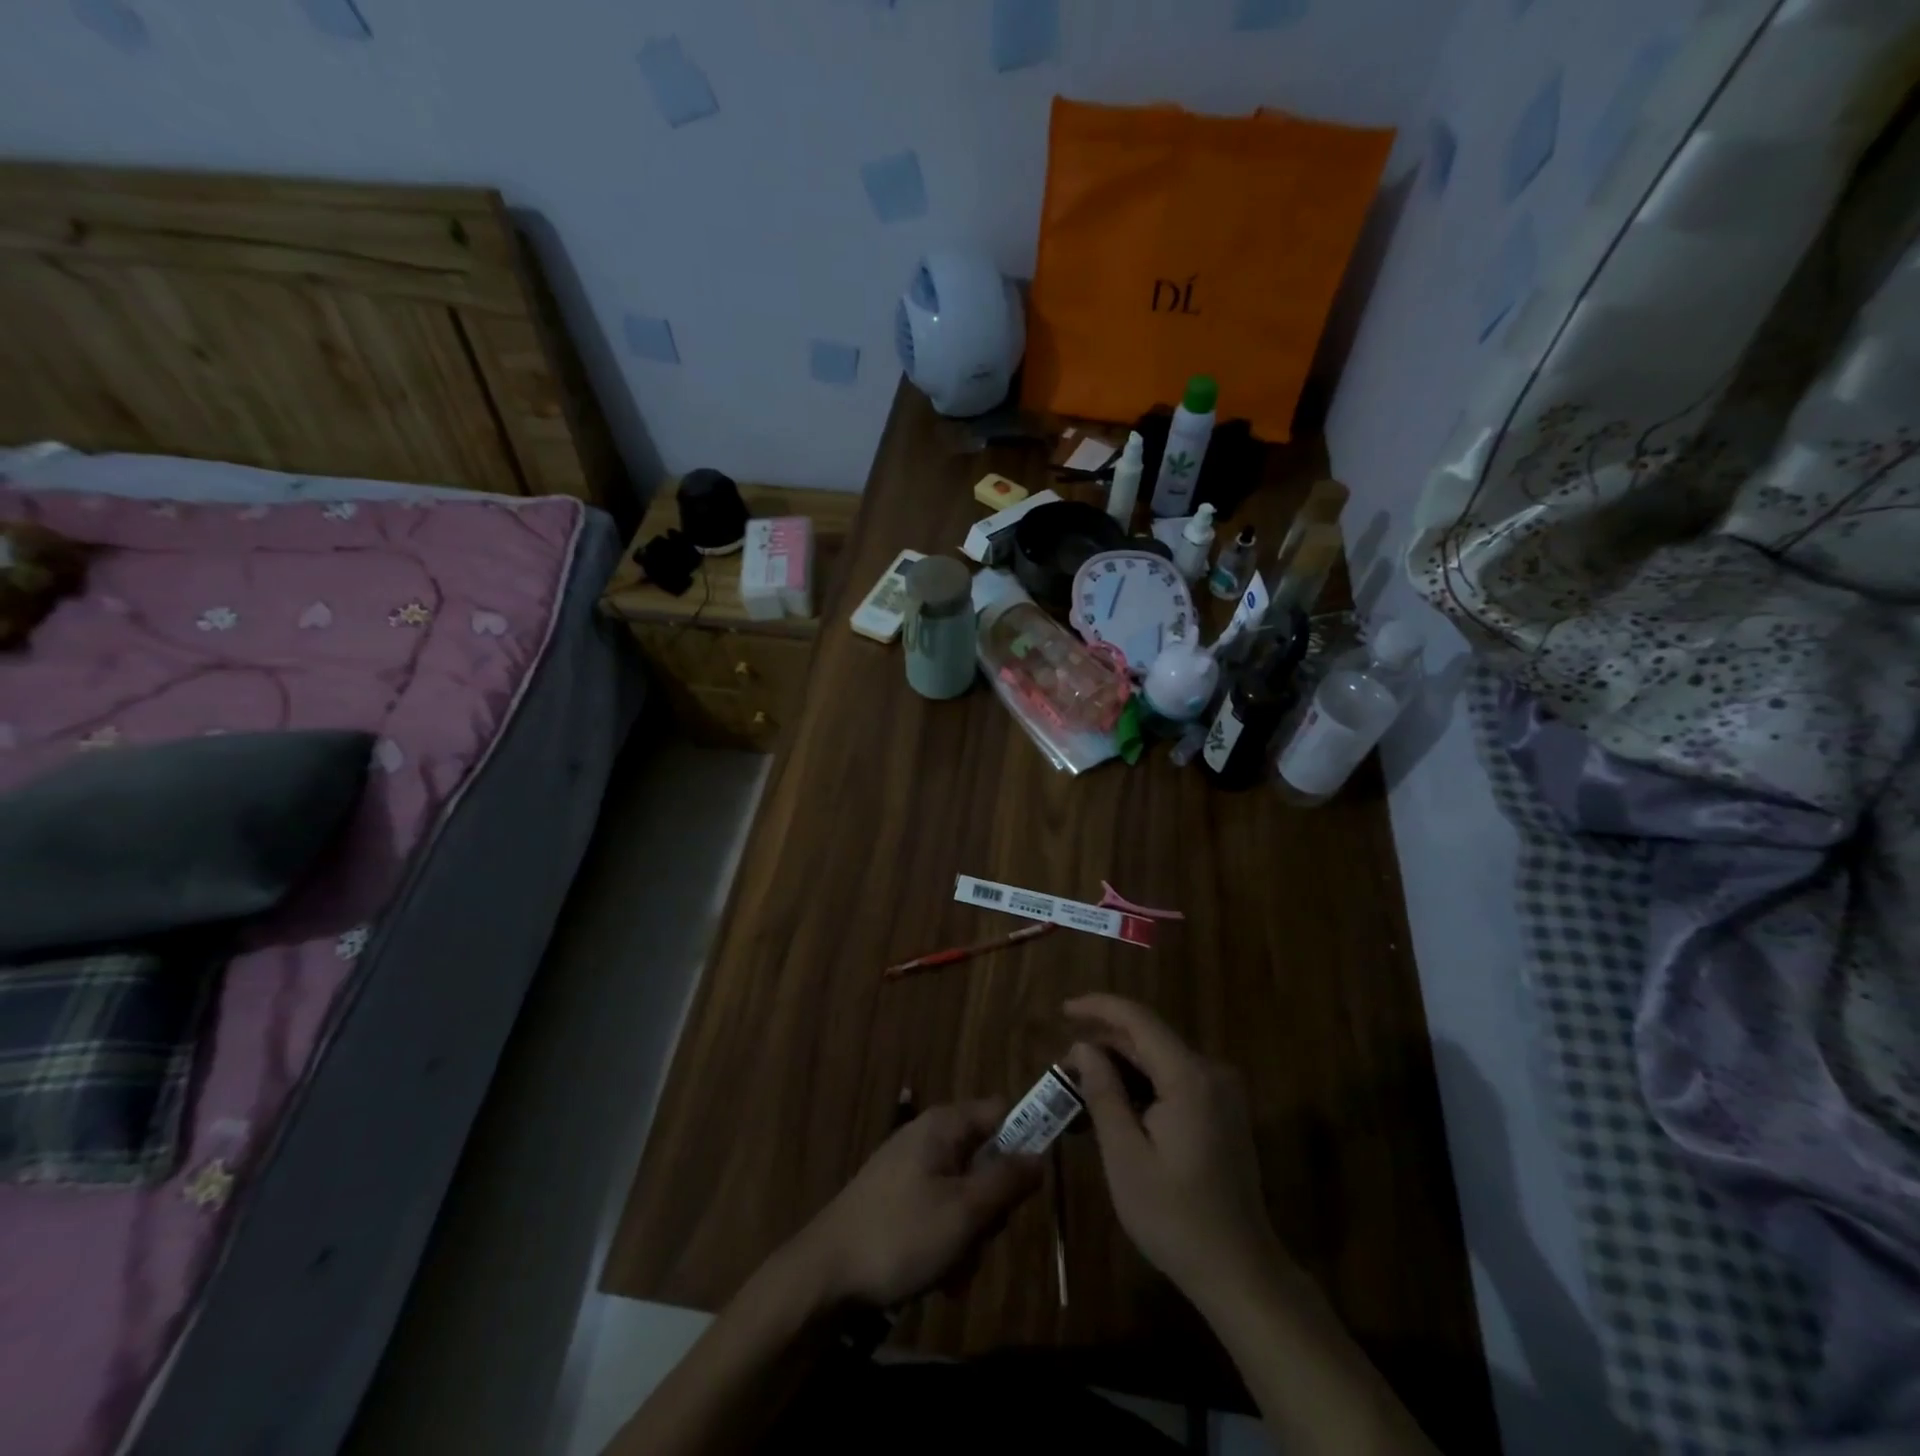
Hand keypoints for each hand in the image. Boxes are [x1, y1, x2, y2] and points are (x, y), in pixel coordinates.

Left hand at [788, 1099, 1041, 1309]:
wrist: (825, 1274)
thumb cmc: (900, 1235)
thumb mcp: (964, 1211)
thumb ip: (1006, 1181)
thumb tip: (1041, 1156)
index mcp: (945, 1125)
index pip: (1003, 1111)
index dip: (1027, 1138)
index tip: (1037, 1181)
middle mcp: (930, 1137)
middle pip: (987, 1160)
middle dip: (992, 1207)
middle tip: (982, 1238)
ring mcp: (912, 1169)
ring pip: (966, 1195)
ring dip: (970, 1236)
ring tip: (952, 1269)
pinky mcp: (899, 1199)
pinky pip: (941, 1213)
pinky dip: (947, 1244)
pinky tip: (937, 1278)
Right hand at [1064, 994, 1286, 1307]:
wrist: (1241, 1274)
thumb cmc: (1175, 1218)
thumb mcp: (1124, 1156)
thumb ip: (1103, 1092)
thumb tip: (1083, 1047)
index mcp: (1189, 1077)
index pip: (1138, 1019)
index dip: (1098, 1007)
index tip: (1062, 1010)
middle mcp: (1210, 1072)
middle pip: (1147, 1040)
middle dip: (1102, 1048)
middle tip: (1062, 1072)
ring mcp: (1221, 1092)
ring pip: (1158, 1061)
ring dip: (1119, 1070)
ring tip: (1079, 1093)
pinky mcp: (1221, 1111)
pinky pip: (1173, 1081)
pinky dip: (1141, 1087)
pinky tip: (1113, 1110)